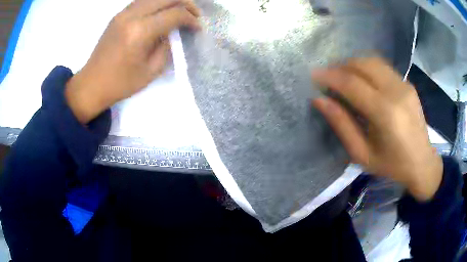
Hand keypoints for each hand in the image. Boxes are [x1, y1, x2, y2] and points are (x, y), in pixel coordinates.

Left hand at [65, 0, 200, 123]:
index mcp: (141, 31)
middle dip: (186, 4)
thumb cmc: (121, 83)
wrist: (92, 84)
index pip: (175, 14)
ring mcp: (123, 13)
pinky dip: (157, 3)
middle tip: (194, 15)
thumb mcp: (151, 70)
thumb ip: (166, 46)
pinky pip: (143, 1)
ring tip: (180, 11)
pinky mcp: (118, 15)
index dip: (191, 19)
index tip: (198, 28)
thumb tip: (172, 33)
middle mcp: (132, 16)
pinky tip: (161, 12)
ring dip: (171, 1)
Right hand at [312, 57, 442, 201]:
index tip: (314, 75)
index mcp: (385, 113)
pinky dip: (367, 68)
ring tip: (343, 76)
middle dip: (341, 66)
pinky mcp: (408, 83)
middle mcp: (396, 91)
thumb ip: (341, 124)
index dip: (330, 76)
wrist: (422, 163)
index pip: (352, 83)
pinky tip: (363, 81)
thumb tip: (319, 100)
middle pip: (362, 64)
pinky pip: (383, 67)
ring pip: (373, 61)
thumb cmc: (391, 165)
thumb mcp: (362, 154)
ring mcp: (404, 84)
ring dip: (354, 64)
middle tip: (329, 77)